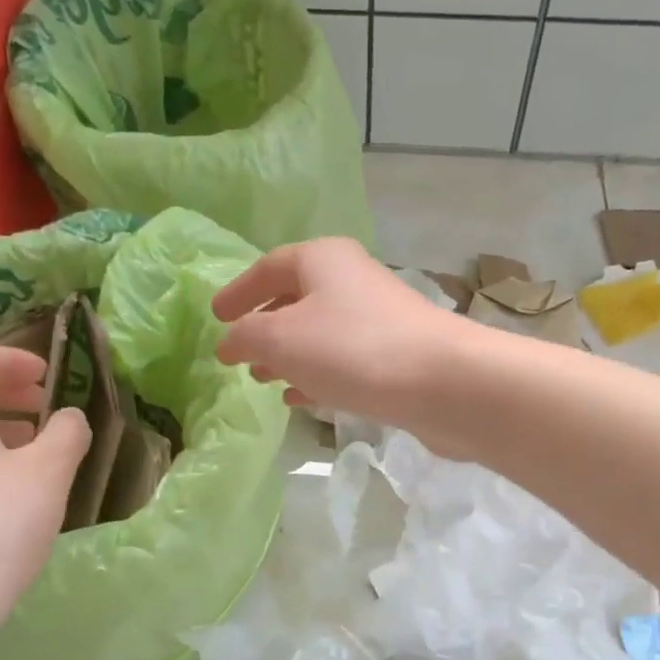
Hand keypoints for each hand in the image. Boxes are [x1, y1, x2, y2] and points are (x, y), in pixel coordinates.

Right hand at [212, 238, 463, 433]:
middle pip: (297, 297)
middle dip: (264, 326)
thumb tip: (230, 343)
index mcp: (322, 260)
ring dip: (289, 354)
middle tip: (239, 353)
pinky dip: (317, 374)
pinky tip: (301, 399)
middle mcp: (352, 280)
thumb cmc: (352, 349)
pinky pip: (343, 360)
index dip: (239, 291)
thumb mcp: (281, 339)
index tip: (215, 316)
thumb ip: (245, 337)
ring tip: (264, 378)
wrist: (444, 383)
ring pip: (320, 333)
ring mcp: (377, 318)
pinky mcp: (395, 355)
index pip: (269, 267)